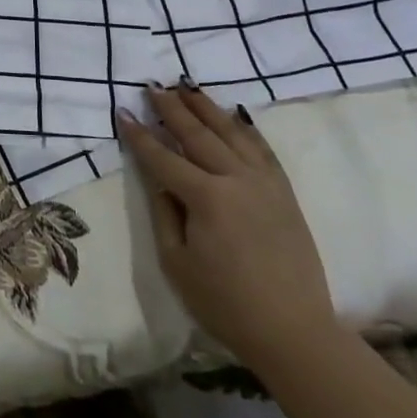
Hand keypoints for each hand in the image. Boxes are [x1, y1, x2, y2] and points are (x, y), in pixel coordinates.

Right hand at [117, 84, 338, 372]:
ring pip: (231, 133)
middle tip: (152, 86)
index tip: (123, 111)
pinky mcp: (284, 192)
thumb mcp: (176, 262)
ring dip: (206, 108)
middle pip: (198, 134)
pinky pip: (262, 149)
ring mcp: (265, 183)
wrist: (293, 331)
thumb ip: (164, 212)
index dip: (140, 134)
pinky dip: (245, 128)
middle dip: (171, 109)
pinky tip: (233, 115)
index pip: (163, 157)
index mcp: (206, 198)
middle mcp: (237, 179)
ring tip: (187, 87)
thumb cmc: (224, 302)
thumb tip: (158, 177)